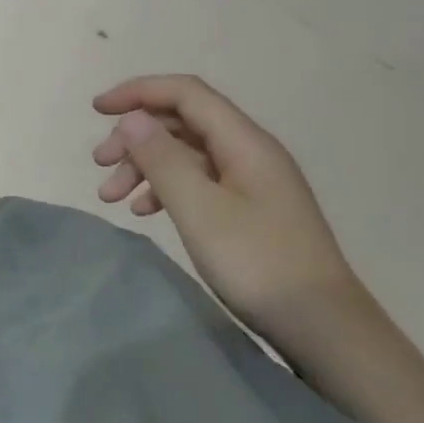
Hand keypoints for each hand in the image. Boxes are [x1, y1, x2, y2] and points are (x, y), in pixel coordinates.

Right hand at [92, 75, 354, 329]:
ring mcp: (252, 181)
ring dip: (145, 166)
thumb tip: (132, 117)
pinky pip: (199, 181)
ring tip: (112, 196)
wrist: (326, 330)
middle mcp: (249, 151)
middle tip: (100, 165)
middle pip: (182, 122)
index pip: (185, 92)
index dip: (138, 92)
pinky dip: (166, 188)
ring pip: (187, 154)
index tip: (97, 110)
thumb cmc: (258, 264)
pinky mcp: (251, 209)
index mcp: (244, 140)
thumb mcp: (200, 210)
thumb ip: (163, 159)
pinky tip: (144, 211)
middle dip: (136, 137)